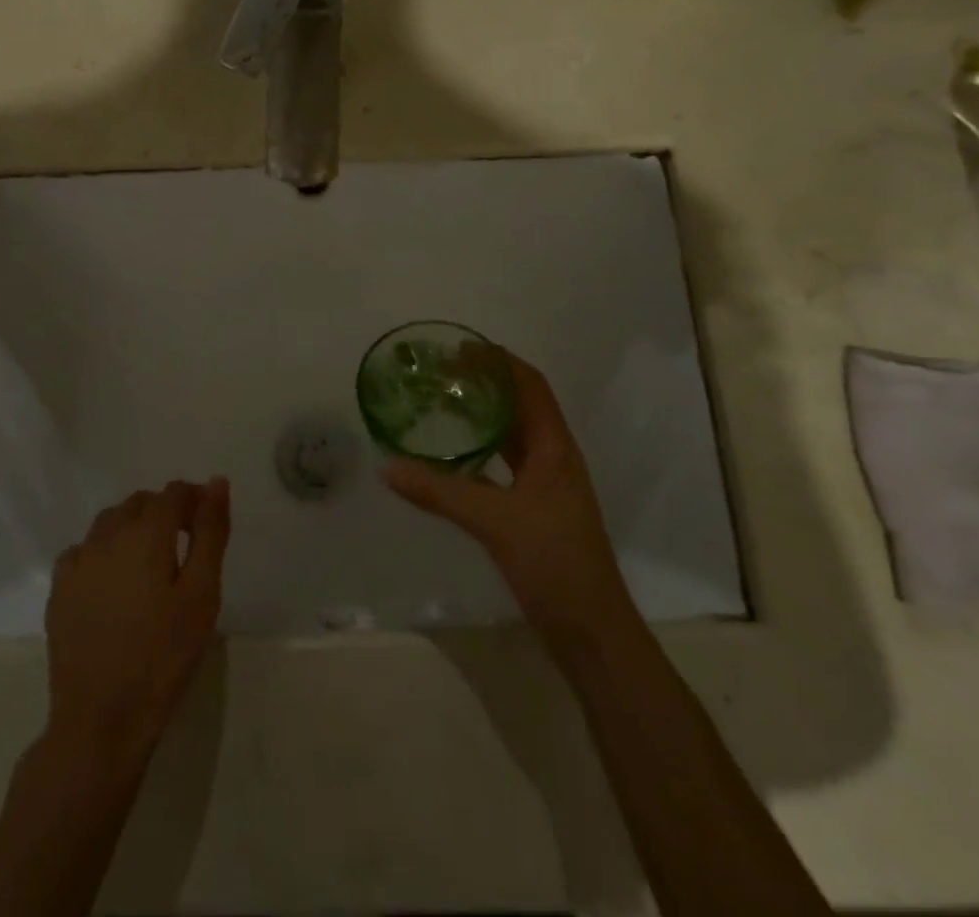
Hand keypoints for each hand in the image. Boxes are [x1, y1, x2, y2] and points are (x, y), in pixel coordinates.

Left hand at [45, 479, 230, 769]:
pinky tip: (113, 583)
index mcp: (146, 532)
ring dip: (133, 528)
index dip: (193, 500)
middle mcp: (107, 534)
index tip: (206, 525)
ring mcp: (78, 560)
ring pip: (110, 522)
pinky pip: (84, 550)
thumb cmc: (164, 655)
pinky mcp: (59, 588)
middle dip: (164, 512)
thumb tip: (216, 482)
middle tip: (183, 547)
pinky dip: (103, 553)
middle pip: (141, 503)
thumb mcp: (202, 594)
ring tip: (150, 564)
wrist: (102, 719)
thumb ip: (210, 532)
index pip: (173, 493)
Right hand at [382, 353, 625, 639]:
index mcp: (554, 447)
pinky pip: (506, 462)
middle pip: (521, 404)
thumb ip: (439, 492)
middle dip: (486, 383)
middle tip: (442, 372)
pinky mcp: (536, 506)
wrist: (591, 630)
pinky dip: (482, 448)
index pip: (530, 385)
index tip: (461, 347)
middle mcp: (554, 456)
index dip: (500, 361)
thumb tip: (387, 467)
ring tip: (443, 401)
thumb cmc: (553, 562)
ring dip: (484, 414)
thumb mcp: (493, 521)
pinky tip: (453, 454)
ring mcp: (547, 483)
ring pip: (513, 434)